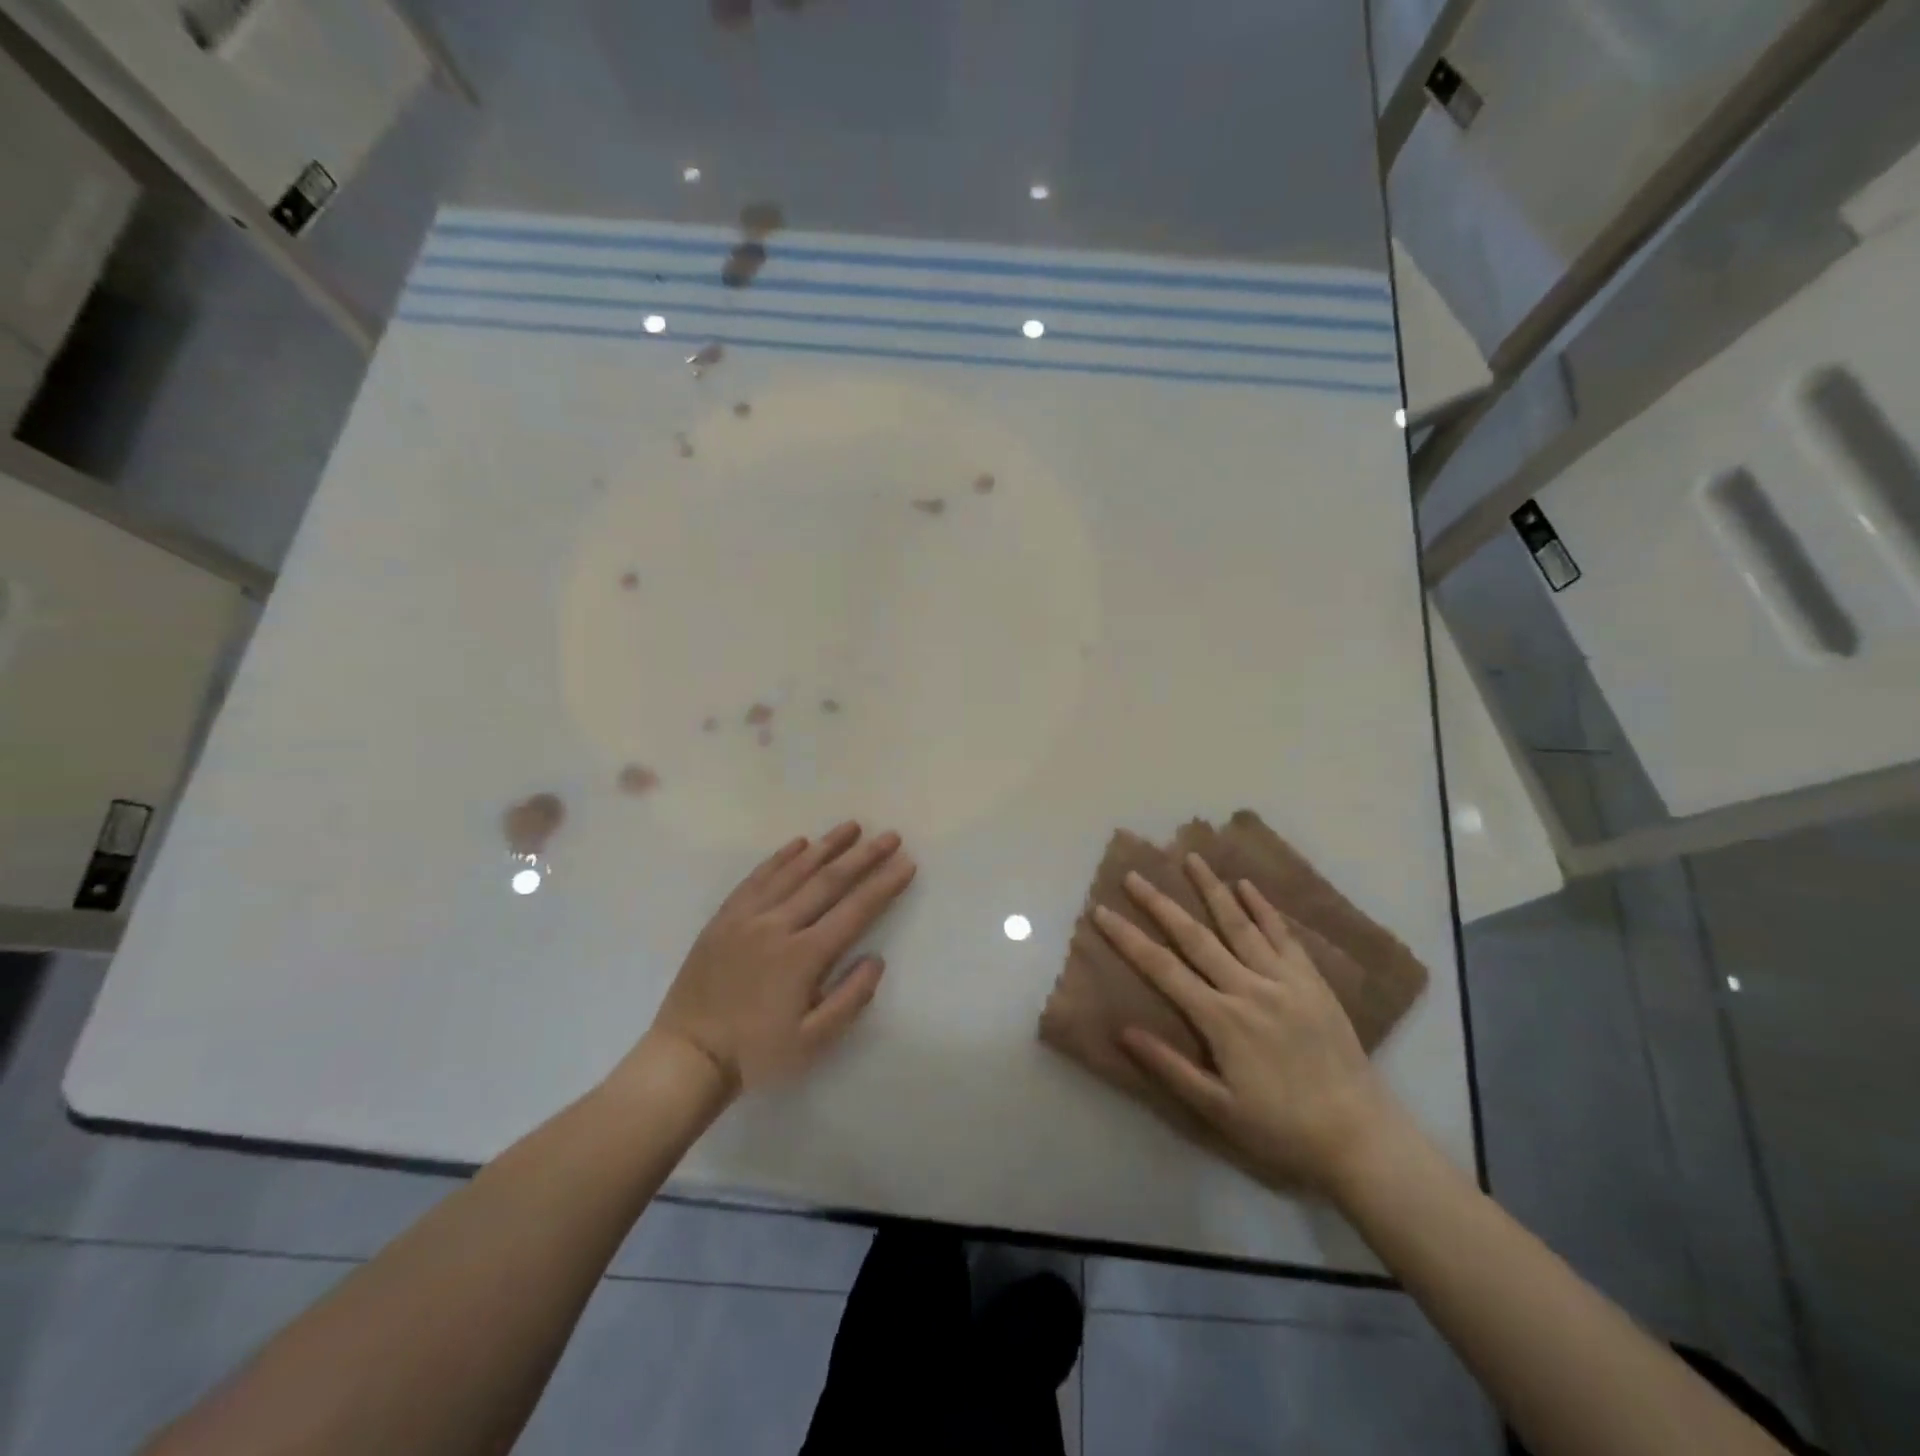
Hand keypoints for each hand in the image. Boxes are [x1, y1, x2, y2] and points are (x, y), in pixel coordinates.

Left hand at [647, 822, 916, 1093]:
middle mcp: (777, 926)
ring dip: (826, 846)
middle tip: (889, 835)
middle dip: (863, 856)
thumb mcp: (812, 1043)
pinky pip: (757, 878)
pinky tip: (799, 843)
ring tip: (851, 826)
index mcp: (803, 957)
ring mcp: (746, 918)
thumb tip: (876, 959)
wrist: (687, 1057)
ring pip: (793, 871)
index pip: (854, 911)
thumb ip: (849, 999)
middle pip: (828, 882)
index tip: (906, 863)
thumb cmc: (755, 1054)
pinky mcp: (724, 918)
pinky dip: (780, 857)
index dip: (883, 885)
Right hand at [1091, 853, 1404, 1195]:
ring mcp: (1283, 980)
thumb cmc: (1281, 1128)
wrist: (1358, 1134)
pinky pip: (1283, 936)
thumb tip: (1124, 1030)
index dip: (1128, 938)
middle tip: (1134, 875)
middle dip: (1160, 904)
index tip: (1102, 912)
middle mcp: (1248, 988)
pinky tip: (1246, 886)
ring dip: (1212, 889)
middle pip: (1195, 937)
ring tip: (1191, 857)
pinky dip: (1263, 908)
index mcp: (1221, 1019)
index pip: (1162, 968)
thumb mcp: (1218, 1109)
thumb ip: (1170, 1067)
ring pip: (1239, 925)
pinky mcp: (1311, 981)